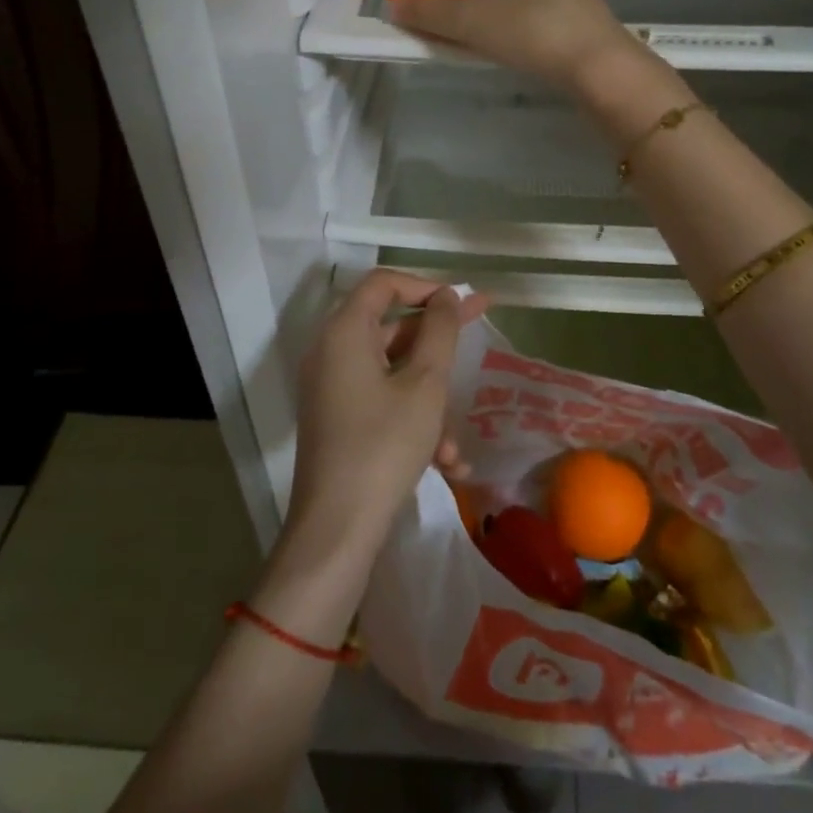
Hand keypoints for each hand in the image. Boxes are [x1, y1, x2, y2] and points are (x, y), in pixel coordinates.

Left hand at [286, 271, 490, 559]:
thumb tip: (446, 295)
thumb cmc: (384, 445)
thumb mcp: (424, 385)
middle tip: (481, 327)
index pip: (383, 283)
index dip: (425, 284)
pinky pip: (381, 403)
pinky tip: (445, 464)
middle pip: (390, 326)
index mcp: (344, 332)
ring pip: (392, 373)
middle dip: (438, 339)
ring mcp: (332, 389)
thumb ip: (440, 332)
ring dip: (430, 399)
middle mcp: (331, 353)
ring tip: (456, 444)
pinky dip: (412, 421)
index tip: (460, 301)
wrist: (337, 529)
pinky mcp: (338, 420)